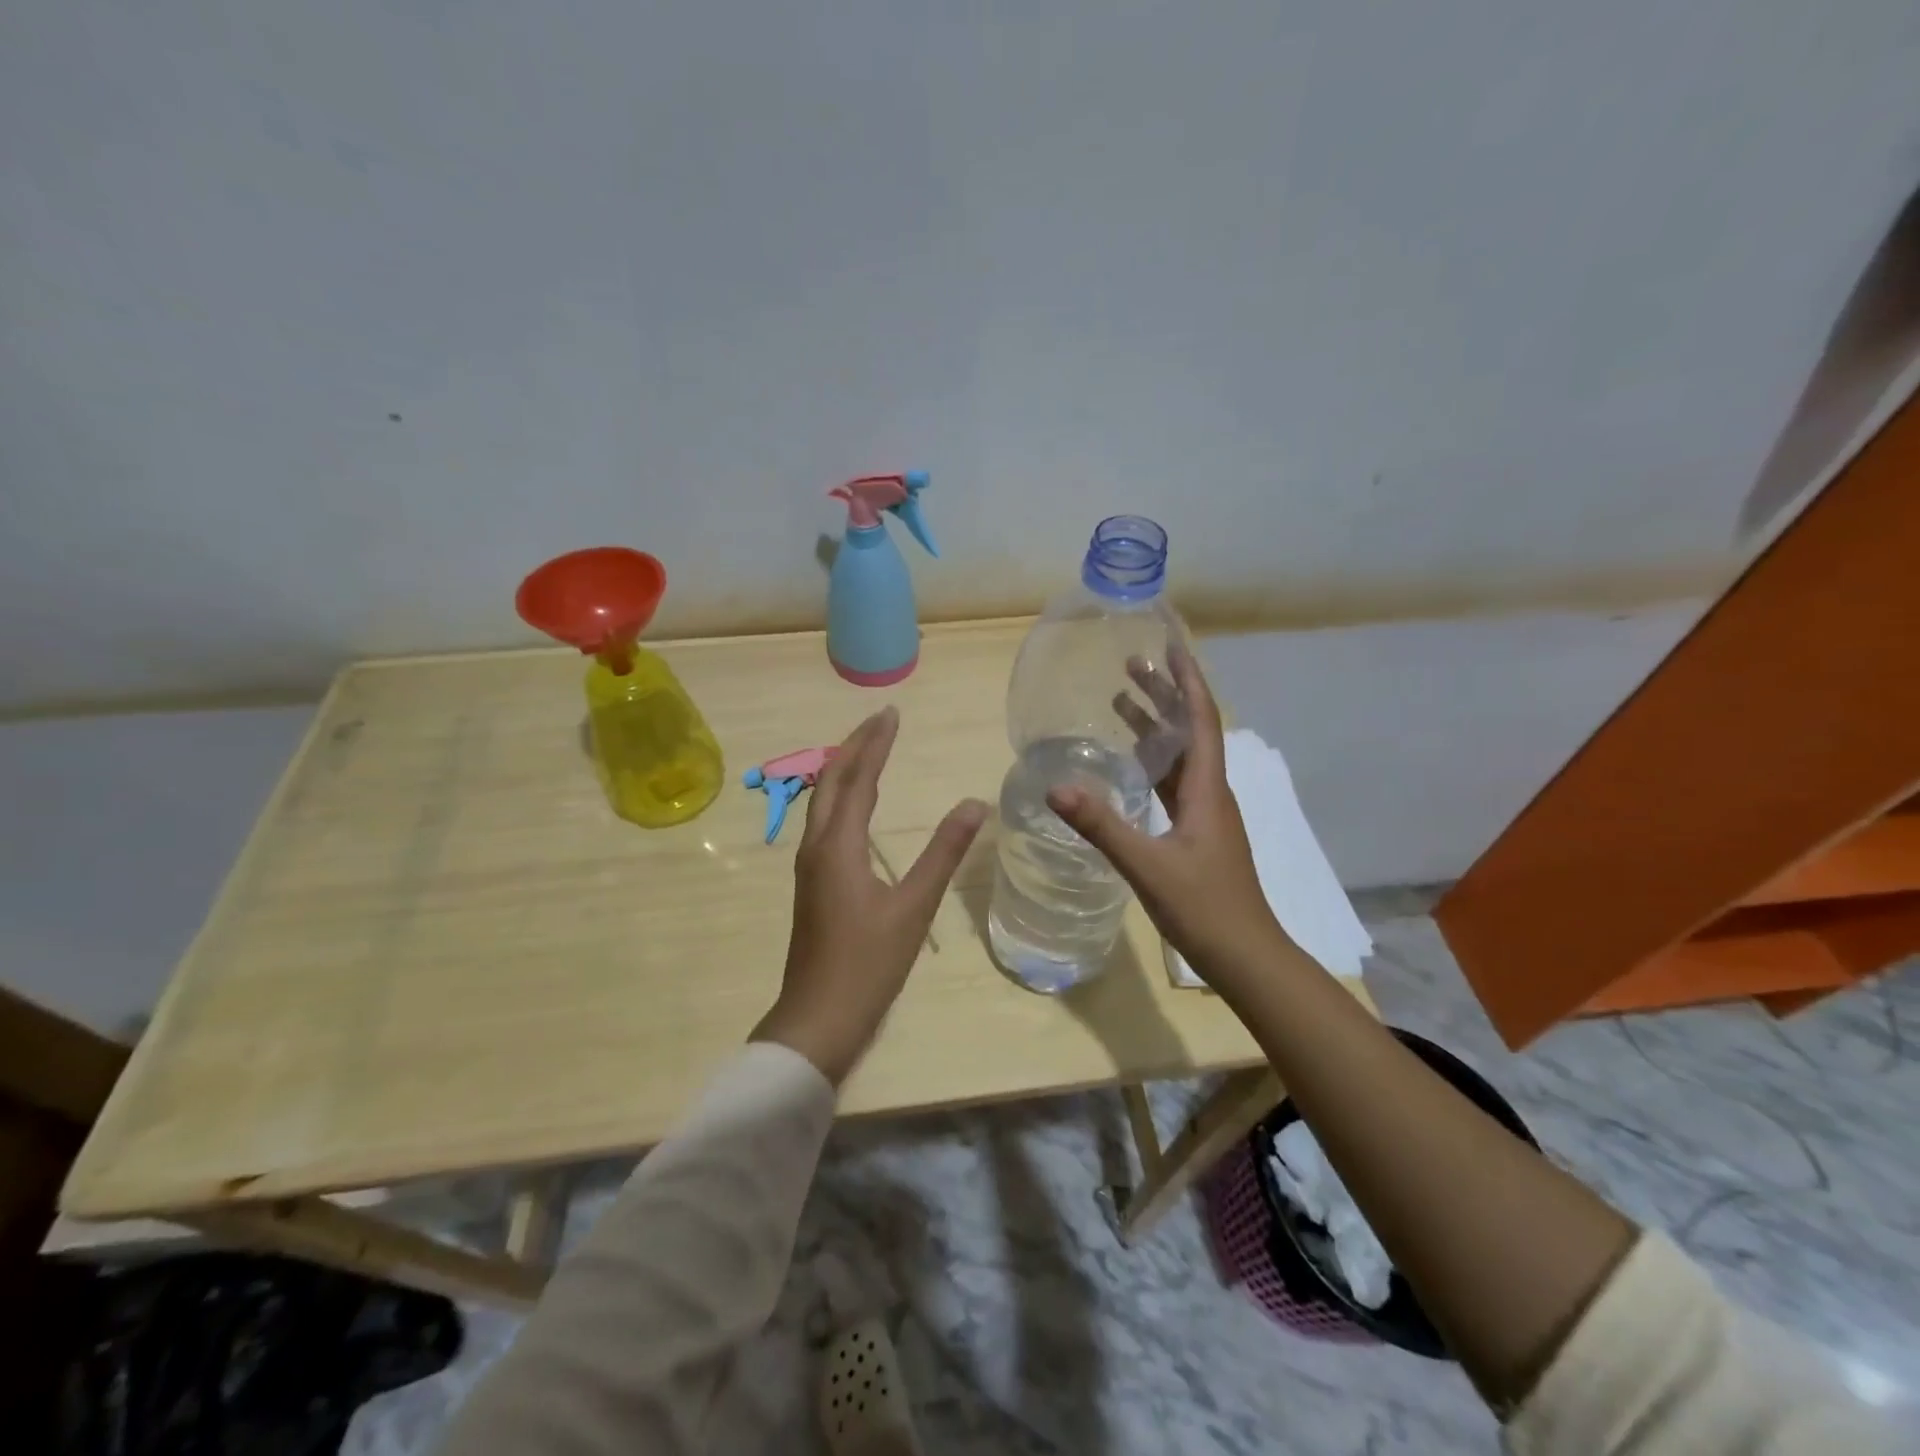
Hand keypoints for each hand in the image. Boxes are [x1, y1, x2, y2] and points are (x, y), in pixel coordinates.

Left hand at [753, 706, 988, 1084]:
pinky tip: (856, 809)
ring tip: (868, 751)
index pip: (857, 778)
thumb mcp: (915, 906)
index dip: (875, 743)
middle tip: (881, 721)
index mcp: (837, 845)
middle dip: (854, 747)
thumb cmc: (869, 963)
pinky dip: (842, 798)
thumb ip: (944, 852)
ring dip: (845, 770)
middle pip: (831, 781)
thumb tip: (974, 804)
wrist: (819, 1018)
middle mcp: (816, 847)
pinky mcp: (813, 884)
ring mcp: (810, 866)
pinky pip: (825, 823)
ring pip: (823, 802)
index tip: (892, 714)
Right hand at [1047, 649, 1286, 989]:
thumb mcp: (1148, 866)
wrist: (1246, 957)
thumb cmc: (1205, 908)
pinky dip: (1151, 762)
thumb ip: (1102, 826)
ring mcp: (1204, 814)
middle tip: (1132, 664)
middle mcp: (1209, 792)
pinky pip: (1172, 782)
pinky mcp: (1196, 834)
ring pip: (1179, 756)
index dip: (1186, 680)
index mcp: (1206, 788)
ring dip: (1156, 726)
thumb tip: (1055, 787)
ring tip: (1123, 700)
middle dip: (1164, 694)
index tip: (1169, 645)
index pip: (1199, 719)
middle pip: (1189, 729)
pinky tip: (1130, 764)